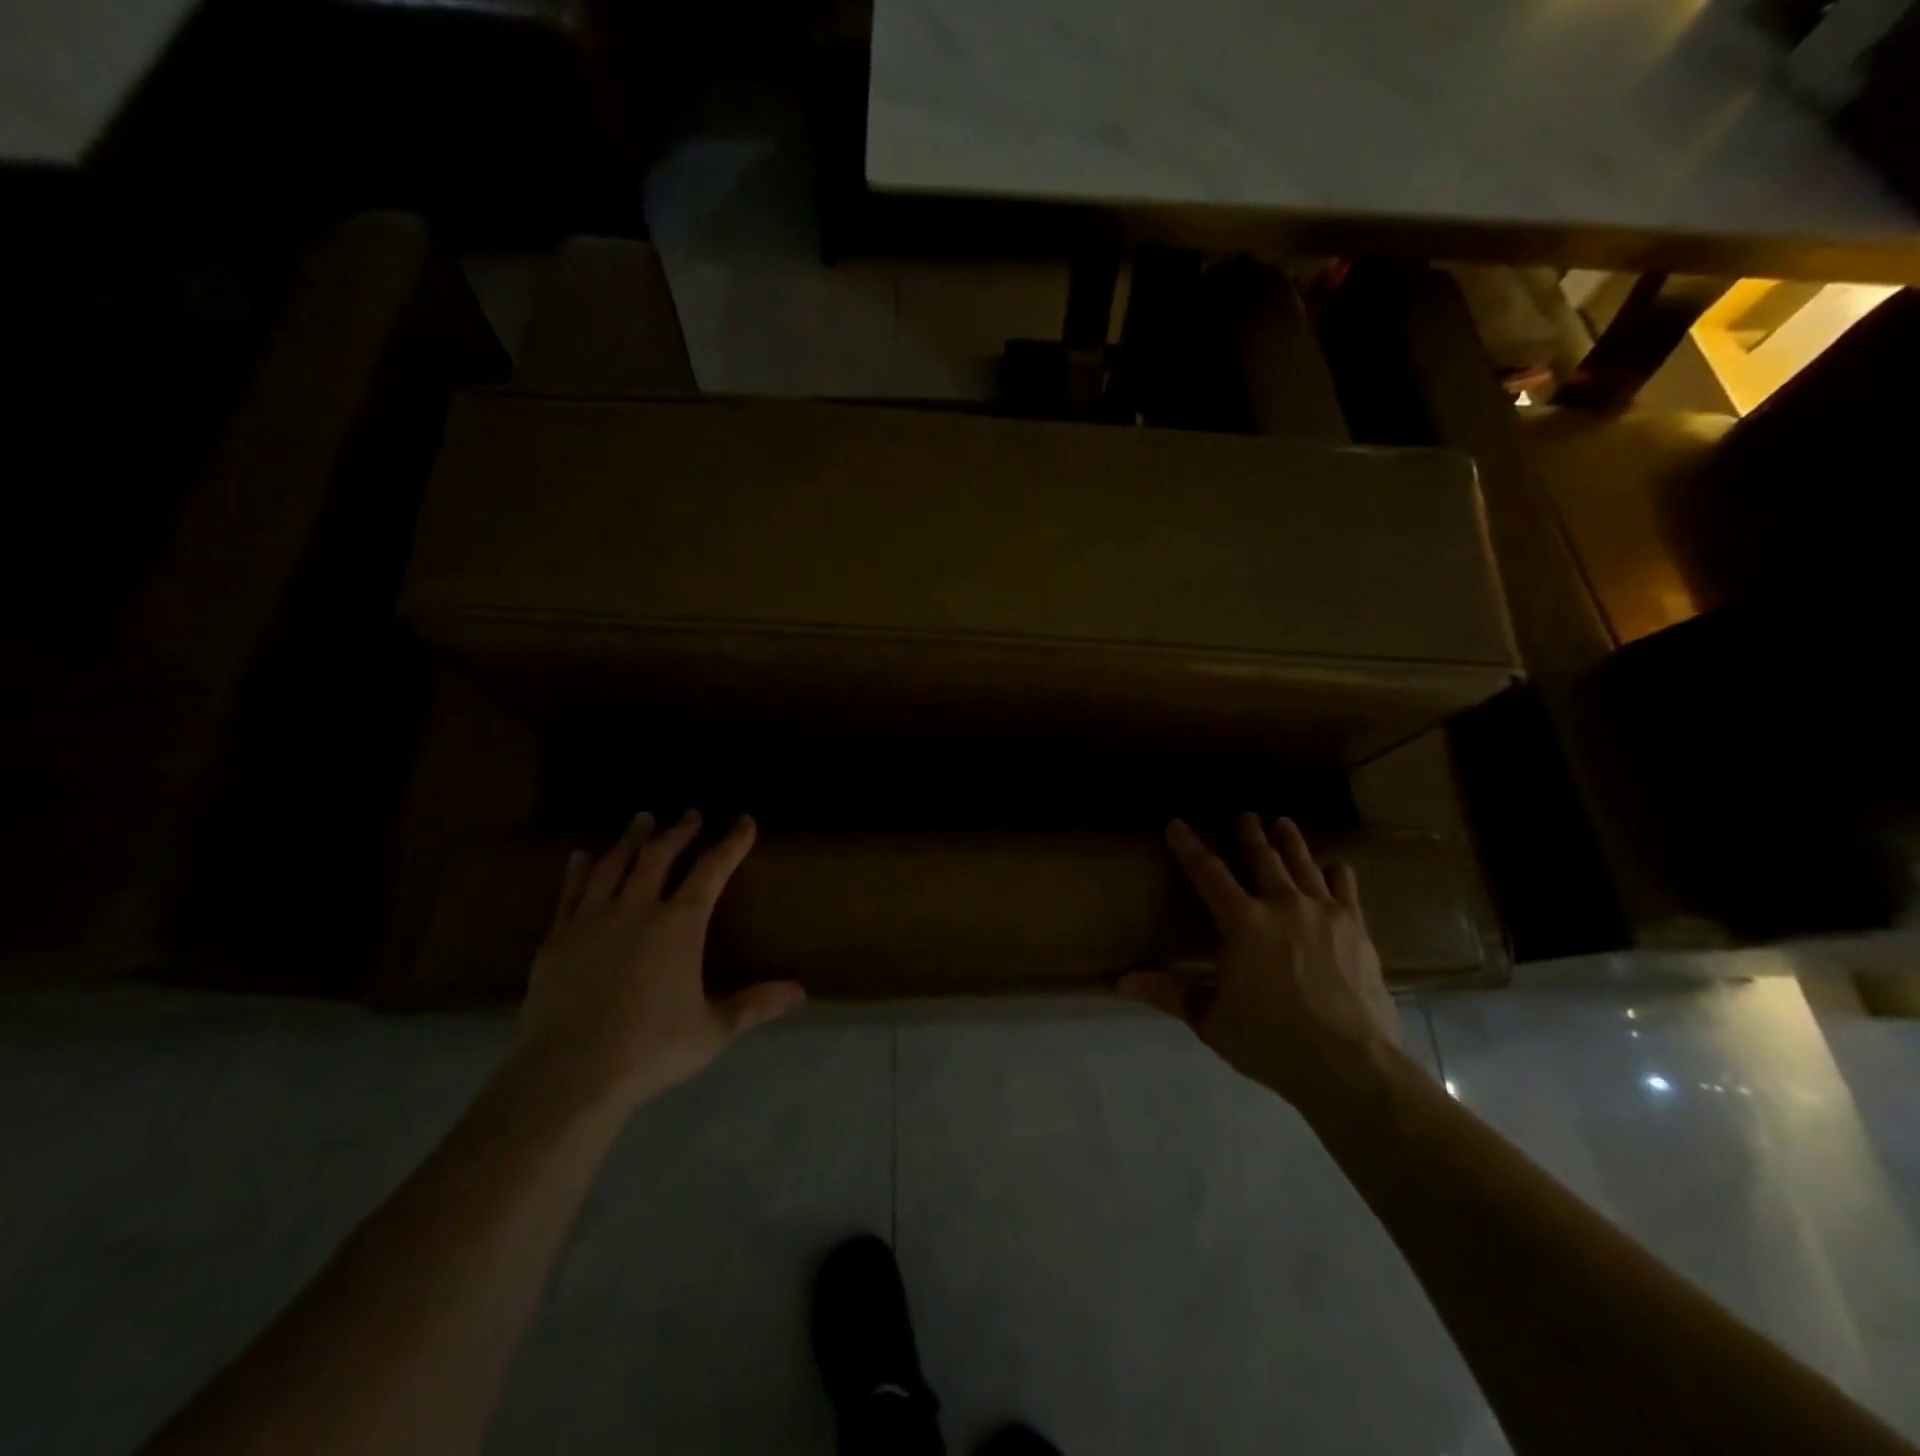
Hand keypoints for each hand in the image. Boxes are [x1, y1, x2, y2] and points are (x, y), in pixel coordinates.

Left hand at [512, 811, 805, 1110]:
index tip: (744, 821)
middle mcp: (637, 909)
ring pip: (614, 865)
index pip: (711, 870)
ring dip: (632, 839)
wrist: (570, 1074)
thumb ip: (755, 1005)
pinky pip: (570, 892)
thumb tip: (801, 991)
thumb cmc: (650, 1049)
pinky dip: (579, 870)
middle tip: (690, 814)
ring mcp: (592, 920)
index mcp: (680, 924)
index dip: (731, 843)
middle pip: (660, 856)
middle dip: (679, 831)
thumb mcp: (714, 1030)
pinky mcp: (557, 939)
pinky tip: (581, 856)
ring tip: (642, 819)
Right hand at [1120, 815, 1400, 1108]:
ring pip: (1303, 864)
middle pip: (1262, 858)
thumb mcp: (1210, 1020)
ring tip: (1283, 823)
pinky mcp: (1357, 930)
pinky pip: (1346, 890)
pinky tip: (1337, 866)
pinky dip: (1338, 874)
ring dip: (1290, 842)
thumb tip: (1120, 982)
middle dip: (1249, 834)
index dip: (1188, 846)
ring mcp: (1324, 914)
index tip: (1176, 824)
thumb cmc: (1271, 1041)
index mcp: (1242, 923)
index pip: (1207, 873)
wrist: (1350, 1065)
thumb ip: (1169, 994)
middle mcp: (1282, 906)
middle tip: (1245, 814)